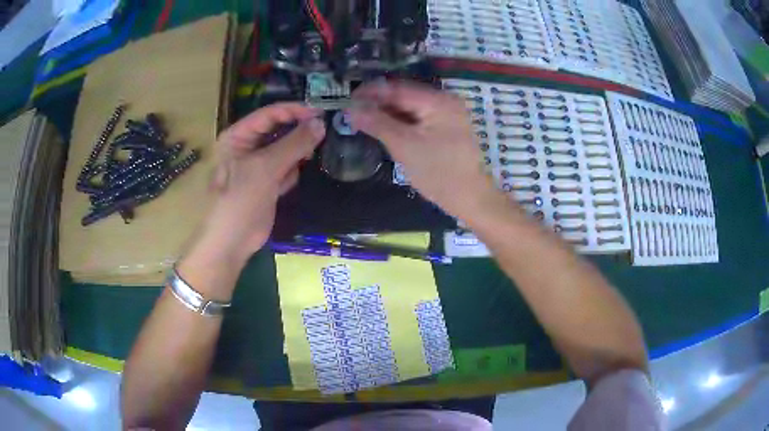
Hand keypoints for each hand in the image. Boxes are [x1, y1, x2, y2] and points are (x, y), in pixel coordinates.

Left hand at [197, 103, 325, 264]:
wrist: (231, 242)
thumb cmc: (240, 200)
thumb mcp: (265, 168)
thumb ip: (294, 144)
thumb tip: (320, 123)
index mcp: (238, 136)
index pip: (269, 113)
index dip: (294, 111)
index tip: (320, 113)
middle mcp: (247, 146)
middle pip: (278, 129)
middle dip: (298, 131)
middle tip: (324, 132)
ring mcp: (257, 165)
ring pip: (285, 148)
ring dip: (298, 152)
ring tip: (311, 155)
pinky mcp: (267, 182)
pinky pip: (286, 167)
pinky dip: (293, 170)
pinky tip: (293, 178)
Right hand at [348, 81, 497, 218]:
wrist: (469, 198)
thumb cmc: (438, 172)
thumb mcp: (404, 146)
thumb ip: (377, 123)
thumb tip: (350, 109)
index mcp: (438, 101)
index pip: (397, 89)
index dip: (370, 93)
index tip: (347, 101)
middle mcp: (444, 101)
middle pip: (404, 96)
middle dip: (378, 103)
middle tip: (353, 113)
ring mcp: (446, 114)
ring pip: (409, 107)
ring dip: (387, 113)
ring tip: (363, 121)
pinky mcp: (445, 127)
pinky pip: (418, 118)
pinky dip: (400, 122)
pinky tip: (384, 128)